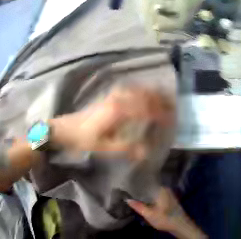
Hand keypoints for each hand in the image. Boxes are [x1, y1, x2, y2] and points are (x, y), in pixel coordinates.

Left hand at [49, 86, 173, 159]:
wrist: (65, 129)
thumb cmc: (84, 139)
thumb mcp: (105, 148)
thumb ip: (127, 149)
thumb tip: (147, 151)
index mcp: (119, 111)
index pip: (147, 109)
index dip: (161, 114)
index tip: (172, 119)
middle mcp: (119, 99)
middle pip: (145, 95)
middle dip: (161, 99)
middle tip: (174, 105)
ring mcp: (113, 95)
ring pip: (139, 89)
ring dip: (153, 93)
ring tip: (165, 98)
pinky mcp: (109, 96)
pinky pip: (131, 89)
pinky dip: (142, 90)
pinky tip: (146, 94)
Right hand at [127, 188, 206, 238]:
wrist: (181, 225)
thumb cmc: (165, 219)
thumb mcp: (149, 214)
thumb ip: (138, 206)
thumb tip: (127, 199)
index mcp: (161, 190)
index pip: (147, 183)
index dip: (137, 184)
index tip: (127, 185)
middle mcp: (165, 189)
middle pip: (150, 187)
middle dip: (140, 190)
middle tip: (128, 191)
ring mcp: (168, 194)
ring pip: (153, 191)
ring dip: (145, 194)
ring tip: (134, 195)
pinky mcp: (169, 199)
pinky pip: (157, 195)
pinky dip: (151, 197)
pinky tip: (144, 201)